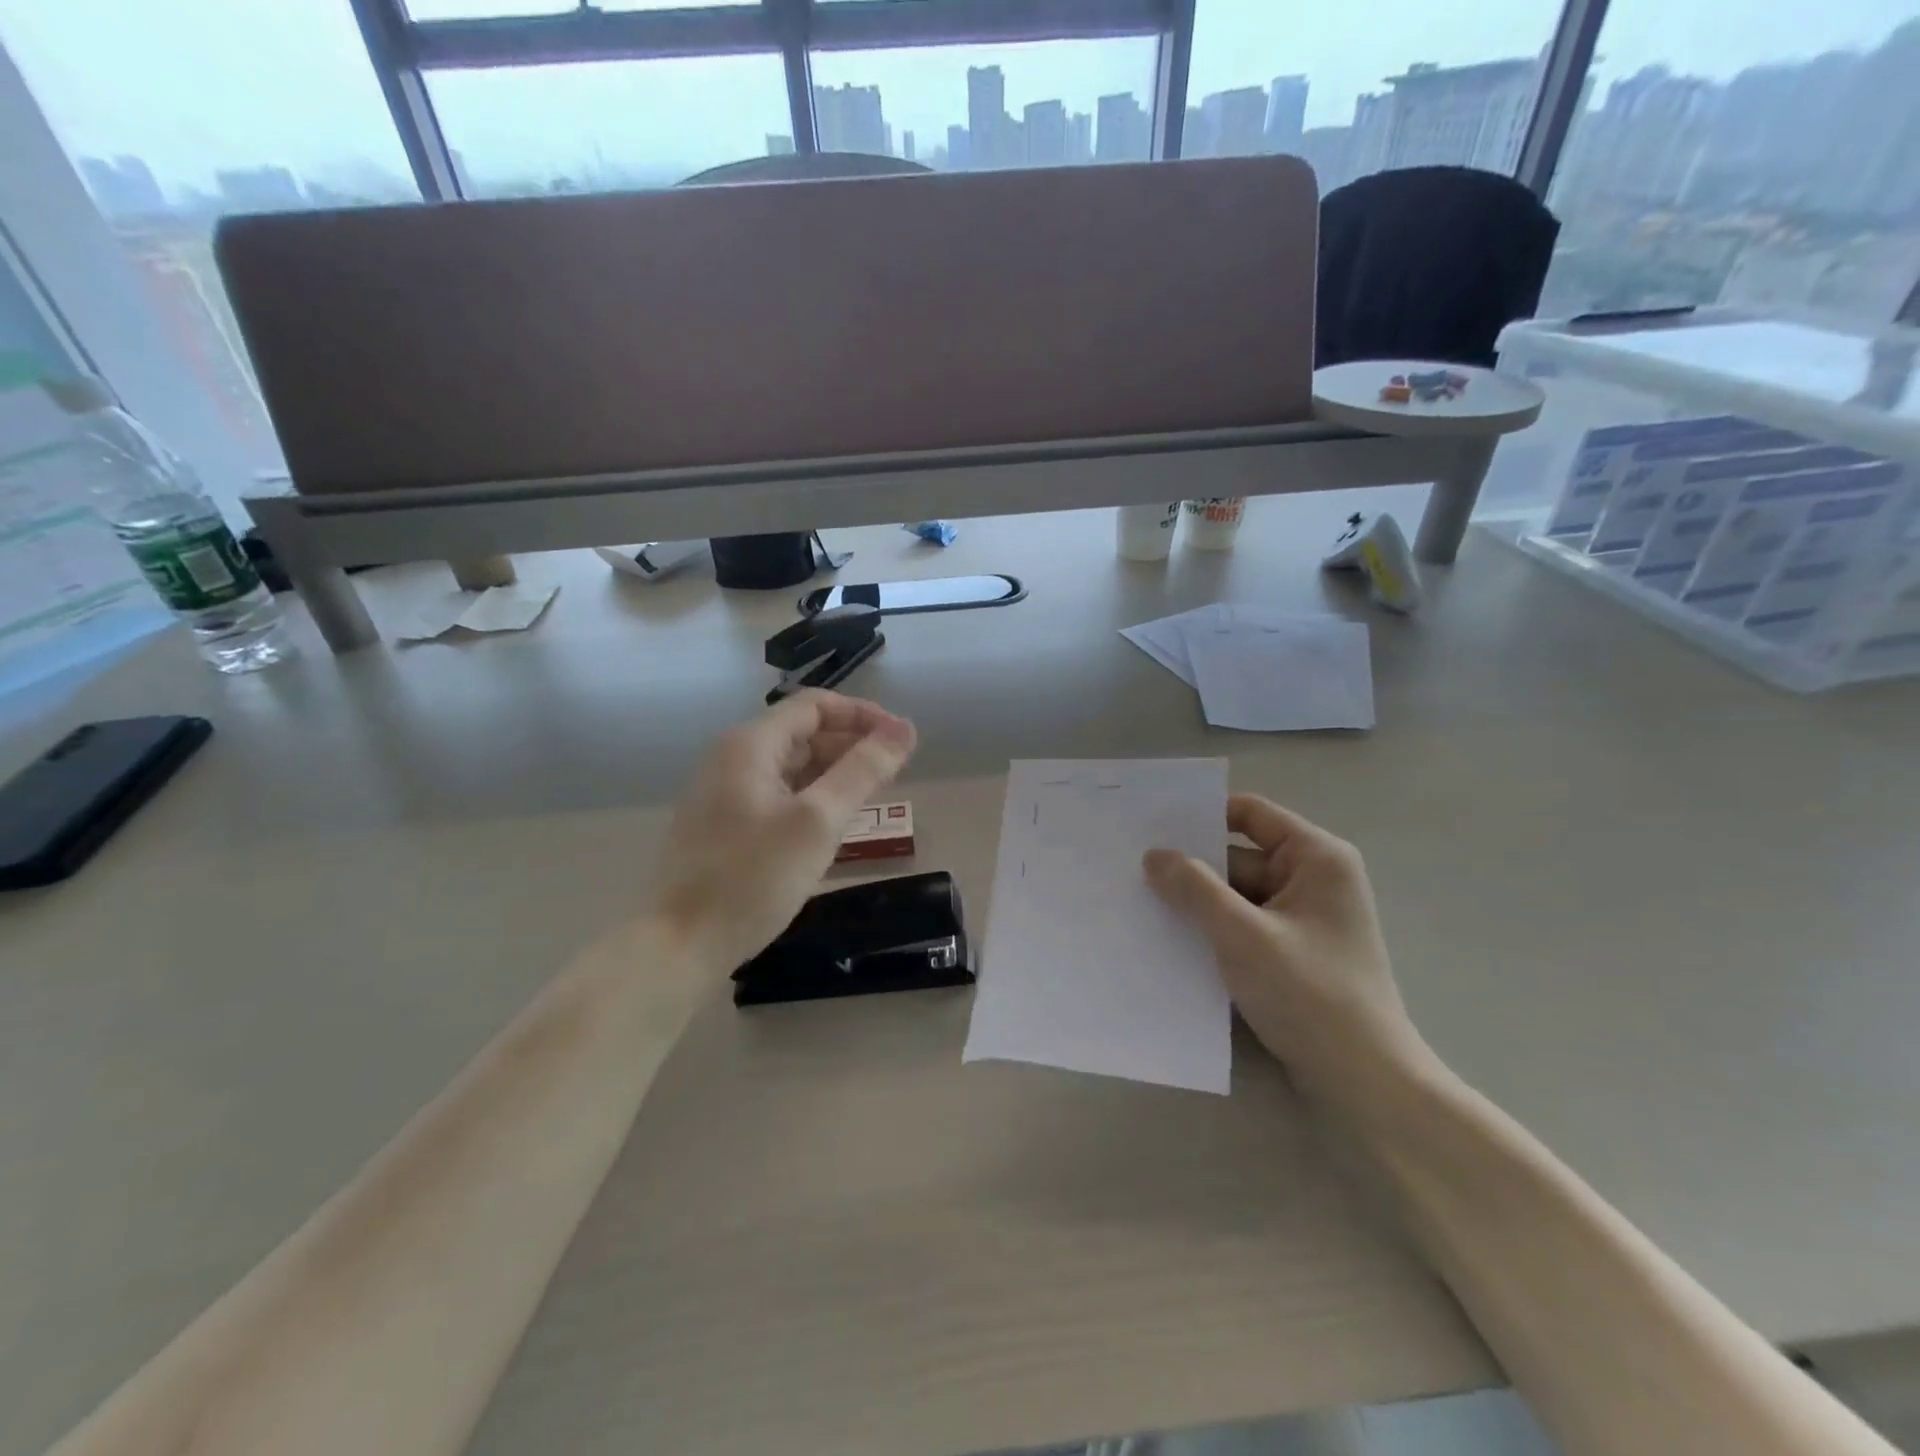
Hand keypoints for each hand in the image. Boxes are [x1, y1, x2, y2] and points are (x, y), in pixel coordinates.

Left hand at [655, 691, 916, 972]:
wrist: (680, 944)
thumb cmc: (752, 878)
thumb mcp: (818, 821)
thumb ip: (863, 771)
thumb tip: (904, 729)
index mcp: (750, 745)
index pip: (815, 706)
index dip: (863, 715)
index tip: (901, 742)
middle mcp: (733, 758)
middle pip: (803, 733)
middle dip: (852, 744)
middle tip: (894, 772)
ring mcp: (725, 793)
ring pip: (792, 766)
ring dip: (835, 772)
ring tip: (873, 796)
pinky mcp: (726, 825)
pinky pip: (779, 794)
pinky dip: (812, 797)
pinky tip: (835, 822)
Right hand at [1144, 794, 1424, 1108]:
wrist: (1364, 1084)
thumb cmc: (1310, 995)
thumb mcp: (1243, 935)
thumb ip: (1195, 889)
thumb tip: (1154, 855)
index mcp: (1315, 858)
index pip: (1250, 813)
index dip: (1201, 816)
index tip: (1150, 826)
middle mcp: (1312, 880)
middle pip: (1237, 856)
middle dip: (1190, 867)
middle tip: (1130, 869)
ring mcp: (1301, 919)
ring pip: (1235, 895)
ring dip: (1196, 903)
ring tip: (1138, 903)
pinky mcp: (1290, 953)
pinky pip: (1242, 926)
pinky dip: (1211, 930)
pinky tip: (1170, 939)